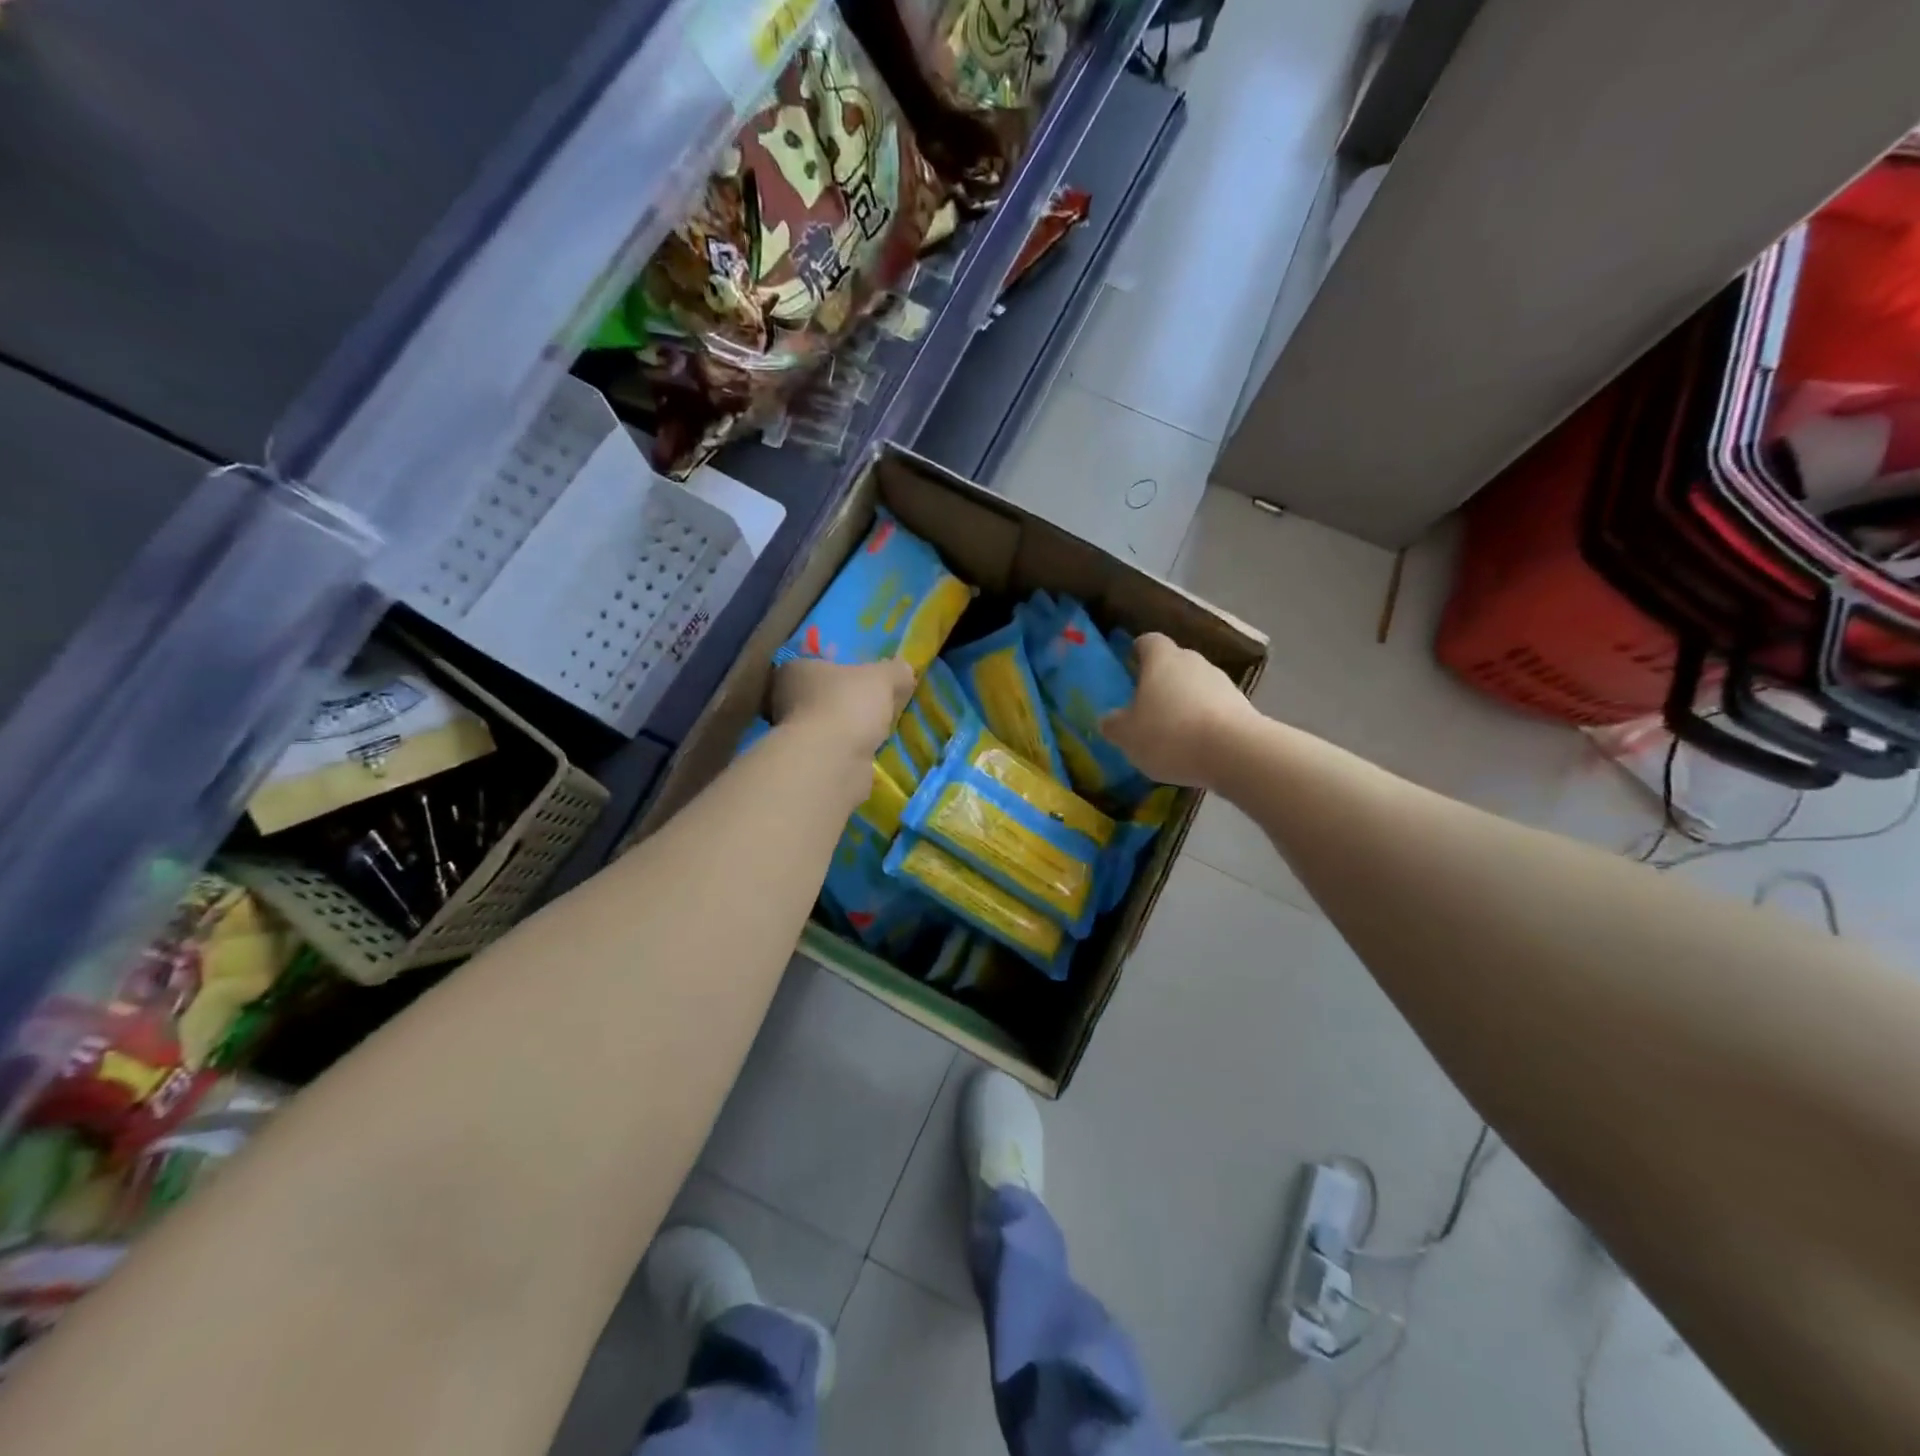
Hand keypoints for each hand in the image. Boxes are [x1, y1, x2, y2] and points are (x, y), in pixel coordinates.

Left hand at [771, 656, 914, 759]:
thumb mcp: (882, 677)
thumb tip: (905, 671)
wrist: (831, 762)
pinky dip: (849, 752)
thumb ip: (895, 671)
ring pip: (827, 726)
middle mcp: (785, 701)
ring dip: (847, 729)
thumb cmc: (847, 705)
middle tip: (875, 703)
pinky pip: (833, 752)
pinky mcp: (807, 764)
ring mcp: (794, 736)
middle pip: (821, 695)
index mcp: (795, 670)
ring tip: (878, 730)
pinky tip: (869, 752)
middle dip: (844, 700)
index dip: (840, 667)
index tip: (863, 676)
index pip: (815, 662)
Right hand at [1100, 633, 1256, 788]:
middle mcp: (1194, 661)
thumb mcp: (1128, 736)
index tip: (1130, 665)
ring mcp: (1222, 682)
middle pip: (1174, 663)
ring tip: (1173, 731)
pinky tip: (1197, 745)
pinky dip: (1205, 720)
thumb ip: (1114, 724)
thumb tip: (1109, 719)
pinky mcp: (1243, 706)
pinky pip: (1215, 707)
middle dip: (1161, 680)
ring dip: (1185, 701)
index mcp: (1162, 659)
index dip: (1138, 651)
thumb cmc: (1170, 734)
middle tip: (1146, 705)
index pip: (1148, 641)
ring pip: (1196, 685)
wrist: (1235, 753)